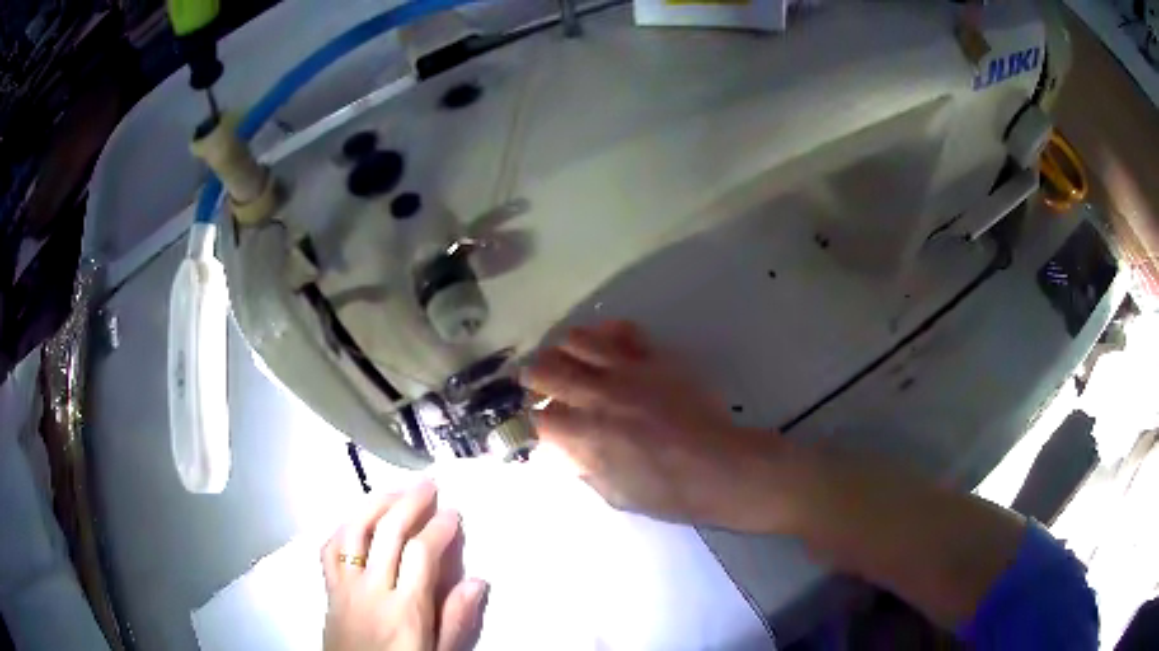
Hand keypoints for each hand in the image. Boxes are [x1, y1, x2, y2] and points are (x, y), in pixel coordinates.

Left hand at [321, 481, 487, 650]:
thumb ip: (456, 620)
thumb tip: (477, 581)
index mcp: (405, 609)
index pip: (421, 554)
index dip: (438, 528)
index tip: (453, 512)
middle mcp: (372, 590)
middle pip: (387, 533)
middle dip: (409, 503)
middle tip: (428, 485)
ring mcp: (345, 587)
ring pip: (354, 532)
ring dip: (375, 504)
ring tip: (395, 491)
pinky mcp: (329, 590)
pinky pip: (329, 549)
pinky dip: (343, 528)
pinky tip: (357, 520)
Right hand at [523, 321, 782, 530]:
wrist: (722, 468)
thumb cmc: (668, 492)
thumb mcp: (614, 494)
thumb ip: (581, 466)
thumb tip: (560, 447)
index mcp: (587, 434)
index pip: (536, 415)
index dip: (529, 418)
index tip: (535, 421)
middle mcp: (600, 395)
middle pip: (545, 368)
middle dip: (534, 378)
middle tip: (541, 387)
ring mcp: (629, 371)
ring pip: (577, 340)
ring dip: (566, 352)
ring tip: (572, 364)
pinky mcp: (656, 358)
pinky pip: (622, 330)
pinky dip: (606, 334)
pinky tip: (606, 348)